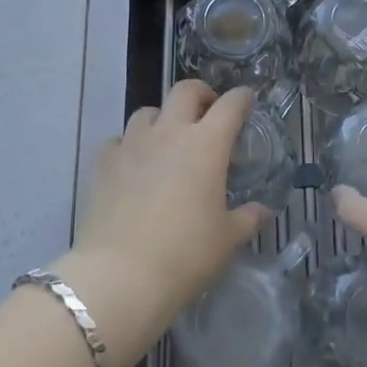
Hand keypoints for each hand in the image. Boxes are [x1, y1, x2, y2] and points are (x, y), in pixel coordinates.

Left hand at [66, 81, 264, 329]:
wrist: (121, 275)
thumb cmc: (185, 255)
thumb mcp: (227, 239)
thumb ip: (247, 218)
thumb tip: (261, 210)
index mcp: (207, 144)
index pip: (230, 105)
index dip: (242, 98)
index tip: (247, 100)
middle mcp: (170, 133)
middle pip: (185, 90)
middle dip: (201, 94)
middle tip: (207, 111)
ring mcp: (133, 144)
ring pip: (147, 111)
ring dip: (162, 118)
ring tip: (167, 139)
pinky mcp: (104, 162)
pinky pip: (119, 140)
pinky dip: (129, 146)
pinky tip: (133, 165)